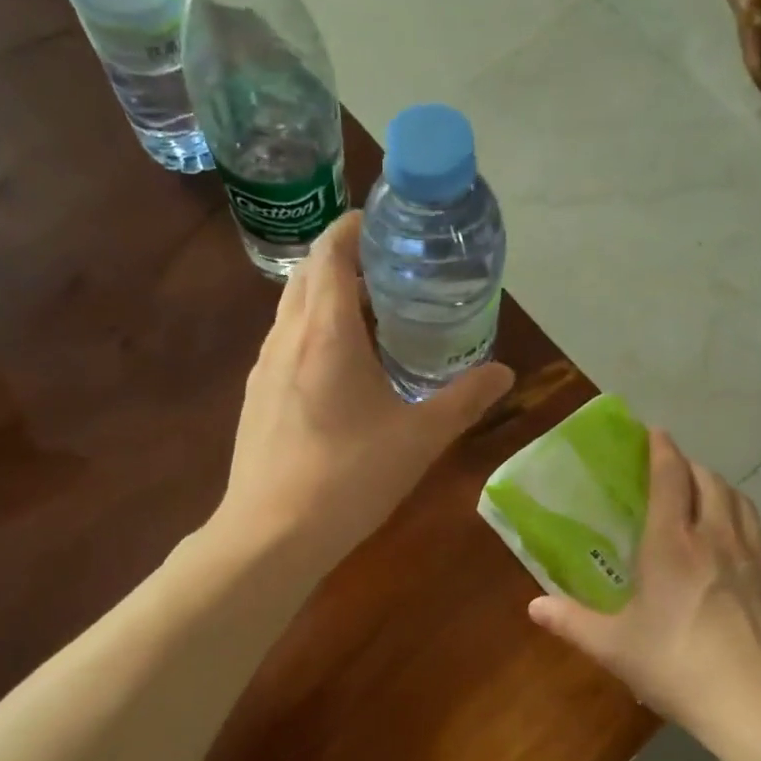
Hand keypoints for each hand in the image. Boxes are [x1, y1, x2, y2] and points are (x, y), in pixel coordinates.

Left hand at [218, 211, 513, 574]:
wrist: (272, 534)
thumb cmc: (350, 477)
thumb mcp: (419, 438)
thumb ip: (464, 400)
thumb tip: (505, 373)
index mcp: (326, 331)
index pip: (330, 252)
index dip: (353, 228)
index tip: (383, 226)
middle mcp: (286, 338)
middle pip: (307, 275)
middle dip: (342, 260)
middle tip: (387, 273)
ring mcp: (263, 369)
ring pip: (292, 311)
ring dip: (325, 300)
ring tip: (369, 319)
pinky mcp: (255, 399)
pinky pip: (284, 346)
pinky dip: (311, 335)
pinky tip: (338, 373)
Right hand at [526, 429, 760, 748]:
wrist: (759, 703)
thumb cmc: (678, 667)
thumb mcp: (615, 647)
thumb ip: (572, 622)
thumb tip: (534, 606)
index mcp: (673, 545)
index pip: (669, 479)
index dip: (661, 450)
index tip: (655, 433)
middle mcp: (718, 537)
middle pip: (709, 481)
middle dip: (691, 467)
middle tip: (675, 471)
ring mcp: (758, 555)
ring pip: (742, 502)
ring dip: (722, 490)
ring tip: (709, 497)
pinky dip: (750, 526)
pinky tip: (745, 545)